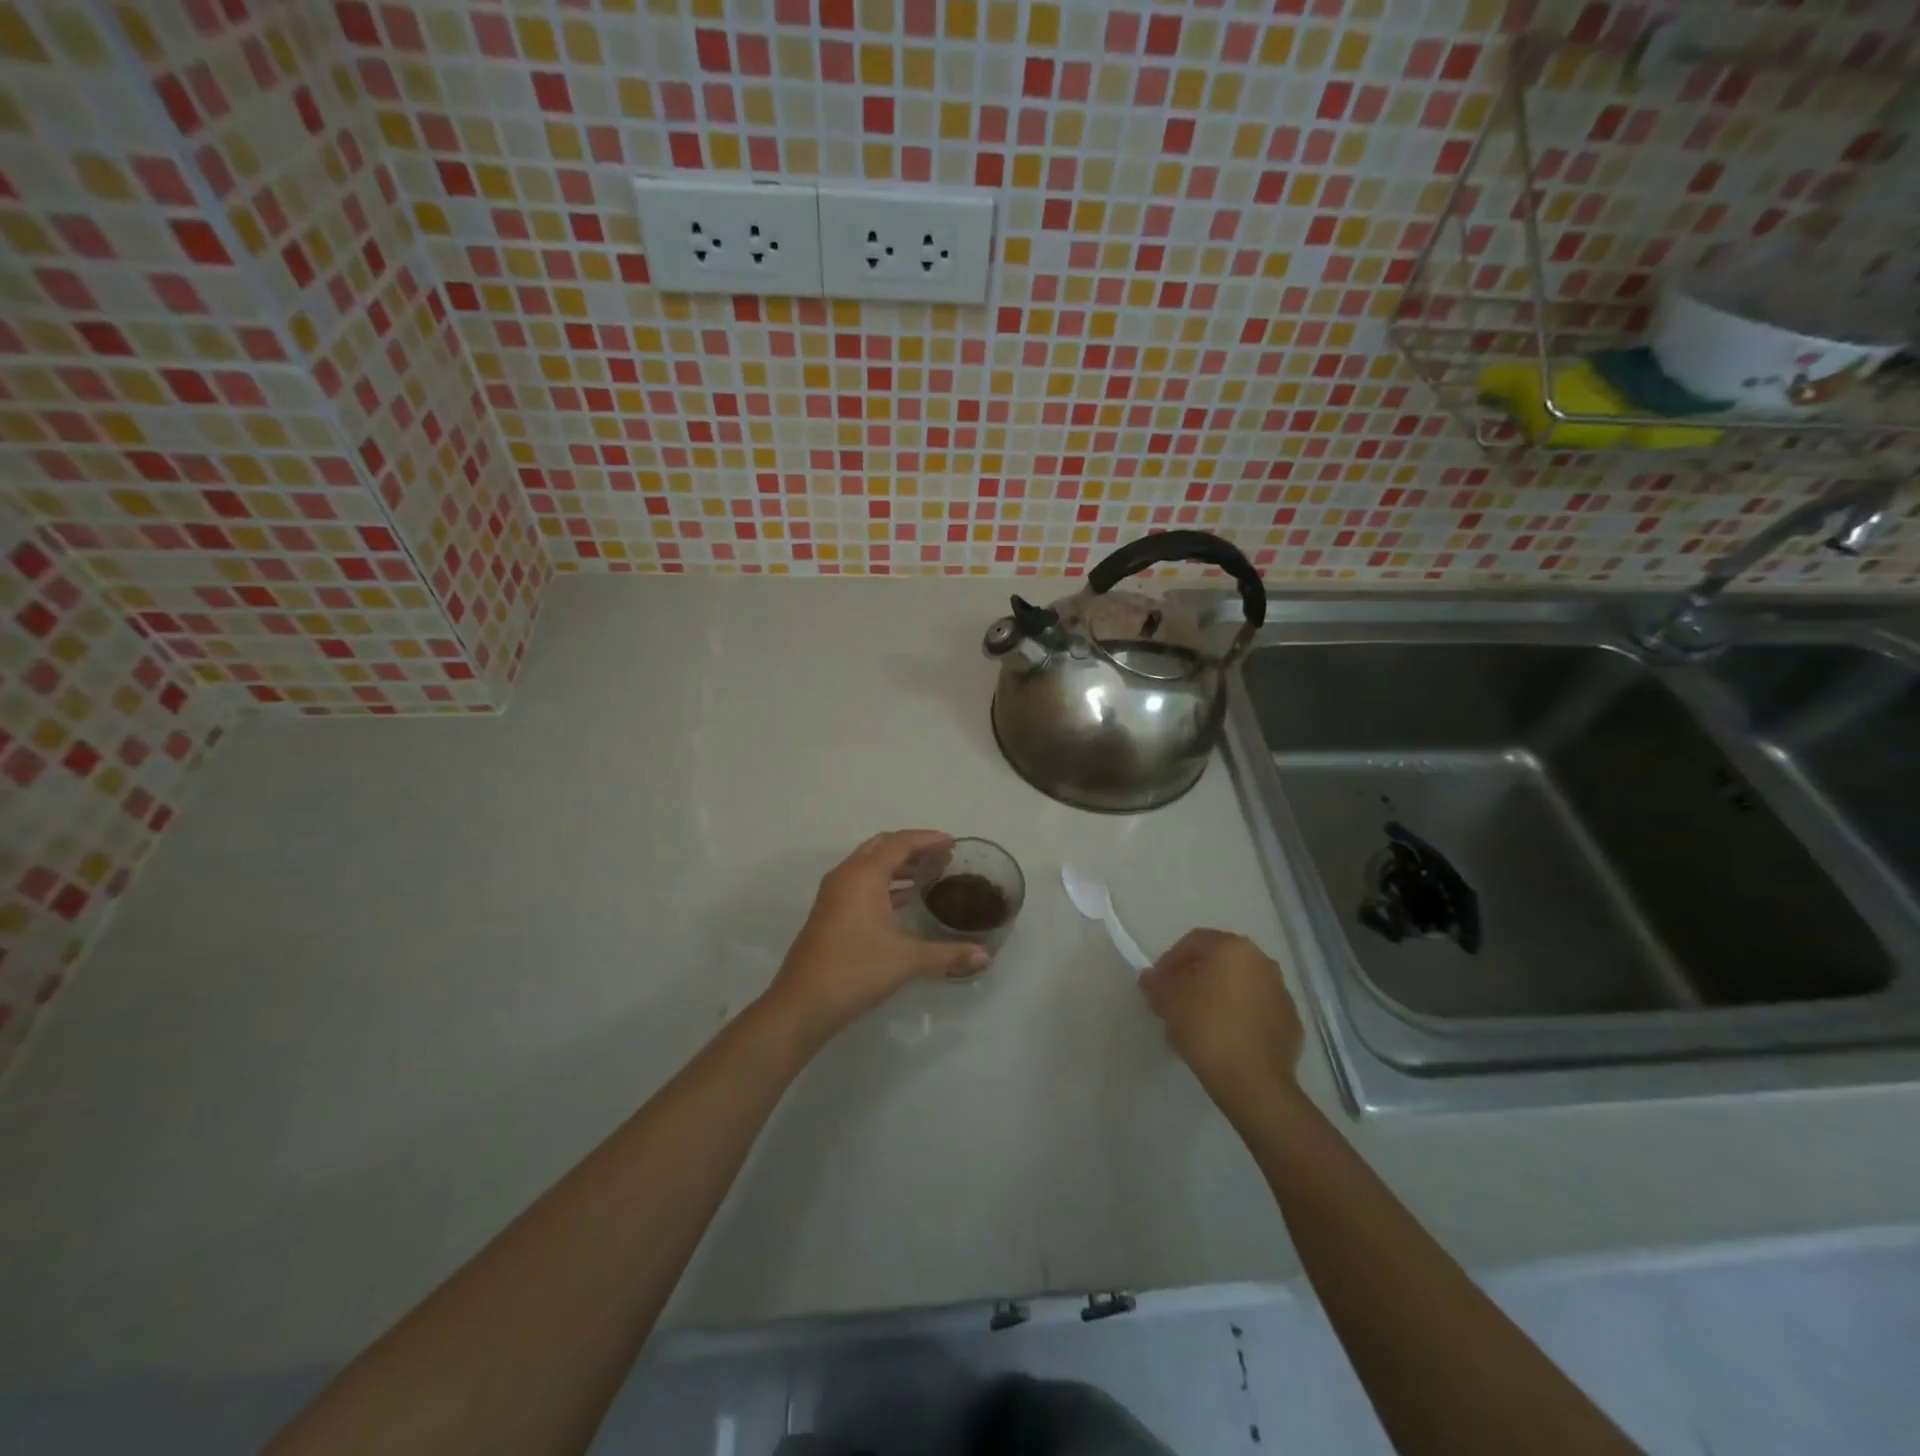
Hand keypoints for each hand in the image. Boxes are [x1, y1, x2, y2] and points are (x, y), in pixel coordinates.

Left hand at [763, 830, 988, 1045]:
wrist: (802, 1003)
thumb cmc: (856, 971)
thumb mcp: (907, 961)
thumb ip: (948, 955)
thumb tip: (985, 956)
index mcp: (864, 875)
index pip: (900, 843)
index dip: (928, 839)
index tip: (953, 843)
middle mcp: (847, 875)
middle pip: (883, 846)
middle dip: (913, 848)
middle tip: (942, 858)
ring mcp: (834, 893)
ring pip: (870, 864)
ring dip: (898, 865)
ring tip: (929, 875)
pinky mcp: (830, 911)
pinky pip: (861, 882)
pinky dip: (884, 883)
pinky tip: (905, 900)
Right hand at [1141, 929, 1303, 1115]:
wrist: (1254, 1082)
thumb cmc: (1207, 1029)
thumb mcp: (1168, 1002)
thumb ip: (1156, 984)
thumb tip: (1150, 978)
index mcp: (1233, 948)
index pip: (1193, 942)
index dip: (1169, 961)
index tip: (1157, 985)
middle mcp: (1262, 961)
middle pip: (1219, 962)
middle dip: (1194, 978)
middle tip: (1175, 1001)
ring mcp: (1281, 992)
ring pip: (1239, 986)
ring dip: (1217, 997)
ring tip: (1198, 1023)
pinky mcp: (1291, 1022)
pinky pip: (1256, 1010)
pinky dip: (1238, 1016)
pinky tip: (1224, 1039)